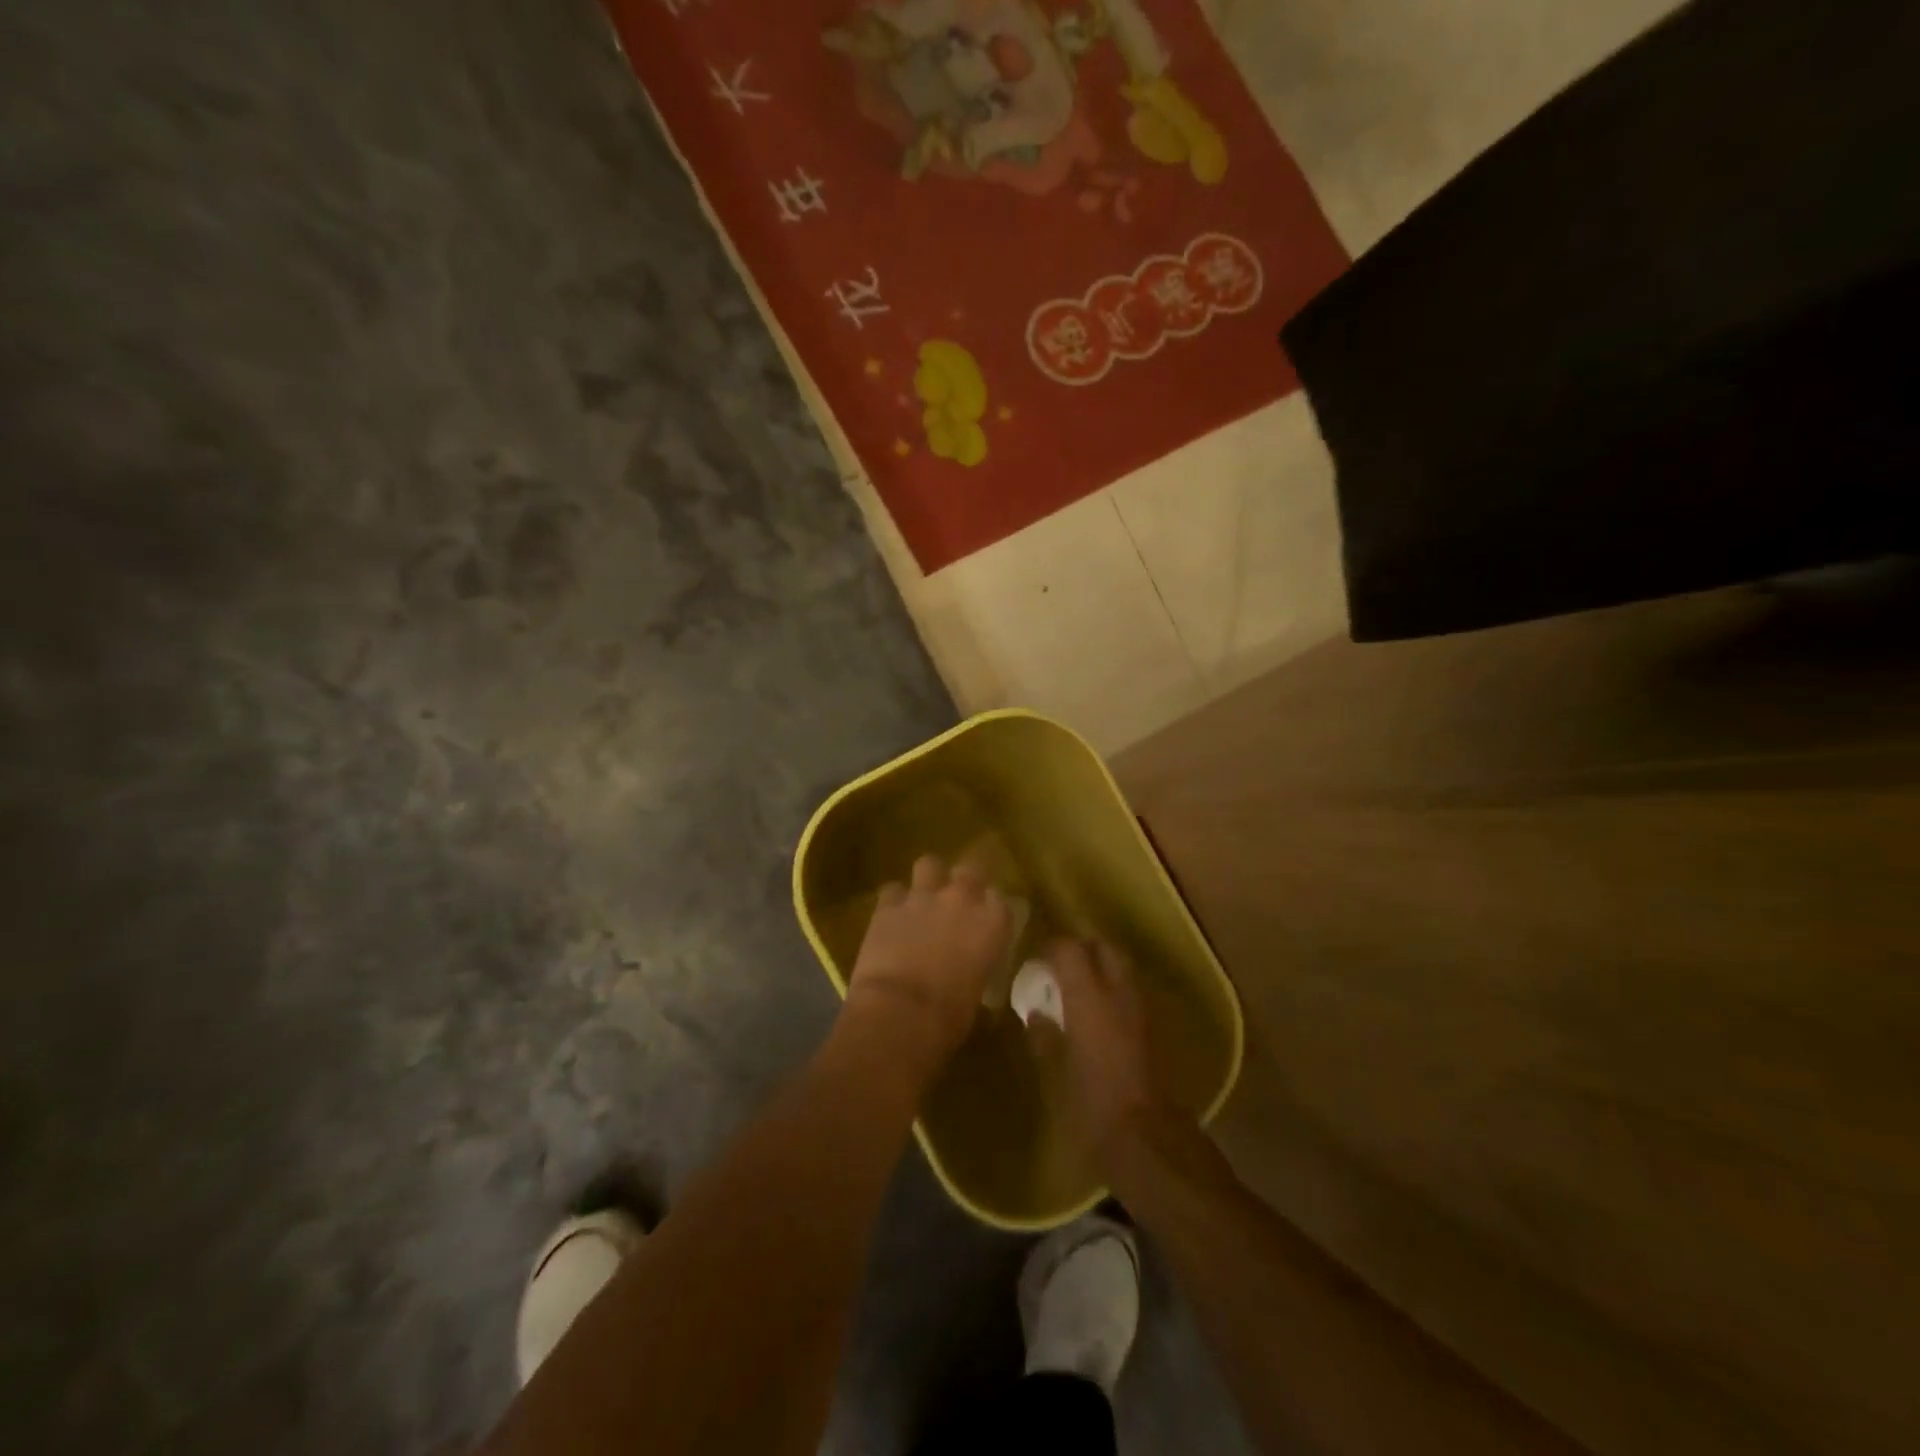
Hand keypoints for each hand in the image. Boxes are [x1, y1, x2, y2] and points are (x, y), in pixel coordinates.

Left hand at [845, 855, 1010, 1063]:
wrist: (901, 1013)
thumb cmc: (950, 1016)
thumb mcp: (978, 987)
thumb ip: (976, 962)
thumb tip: (967, 965)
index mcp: (993, 922)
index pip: (1001, 901)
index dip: (992, 911)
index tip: (987, 923)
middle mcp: (962, 899)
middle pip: (970, 870)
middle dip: (965, 882)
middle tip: (957, 903)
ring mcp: (923, 897)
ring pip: (929, 864)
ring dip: (928, 879)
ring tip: (923, 899)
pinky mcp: (888, 904)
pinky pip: (892, 890)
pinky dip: (893, 902)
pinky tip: (892, 917)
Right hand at [1034, 937, 1172, 1159]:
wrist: (1147, 1140)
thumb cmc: (1091, 1105)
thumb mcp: (1054, 1073)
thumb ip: (1044, 1036)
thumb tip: (1036, 1013)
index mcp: (1088, 996)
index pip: (1070, 949)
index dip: (1051, 948)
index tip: (1036, 962)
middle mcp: (1118, 993)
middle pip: (1104, 948)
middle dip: (1083, 949)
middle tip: (1061, 968)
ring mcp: (1141, 1010)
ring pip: (1122, 969)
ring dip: (1101, 969)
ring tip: (1078, 992)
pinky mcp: (1154, 1030)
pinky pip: (1131, 995)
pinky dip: (1114, 993)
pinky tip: (1098, 1018)